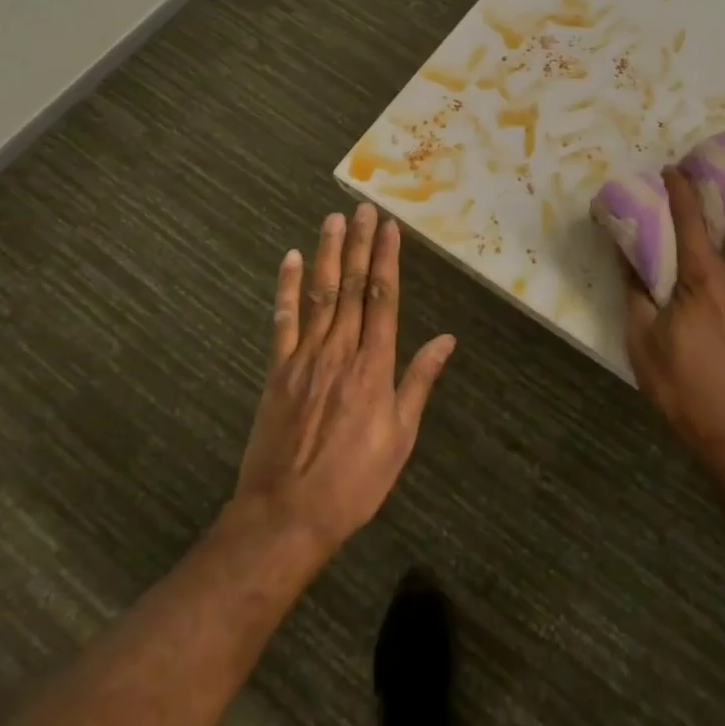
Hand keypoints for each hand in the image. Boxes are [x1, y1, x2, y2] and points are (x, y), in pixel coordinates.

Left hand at [234, 204, 455, 552]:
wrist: (286, 516)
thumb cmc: (354, 481)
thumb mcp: (400, 437)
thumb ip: (420, 381)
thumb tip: (447, 339)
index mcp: (374, 365)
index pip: (383, 298)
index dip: (386, 260)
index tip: (390, 228)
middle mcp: (340, 350)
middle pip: (351, 286)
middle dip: (359, 244)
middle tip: (363, 209)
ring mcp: (304, 358)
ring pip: (320, 294)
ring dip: (327, 254)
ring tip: (333, 220)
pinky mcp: (277, 371)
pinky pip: (282, 321)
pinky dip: (287, 288)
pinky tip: (290, 260)